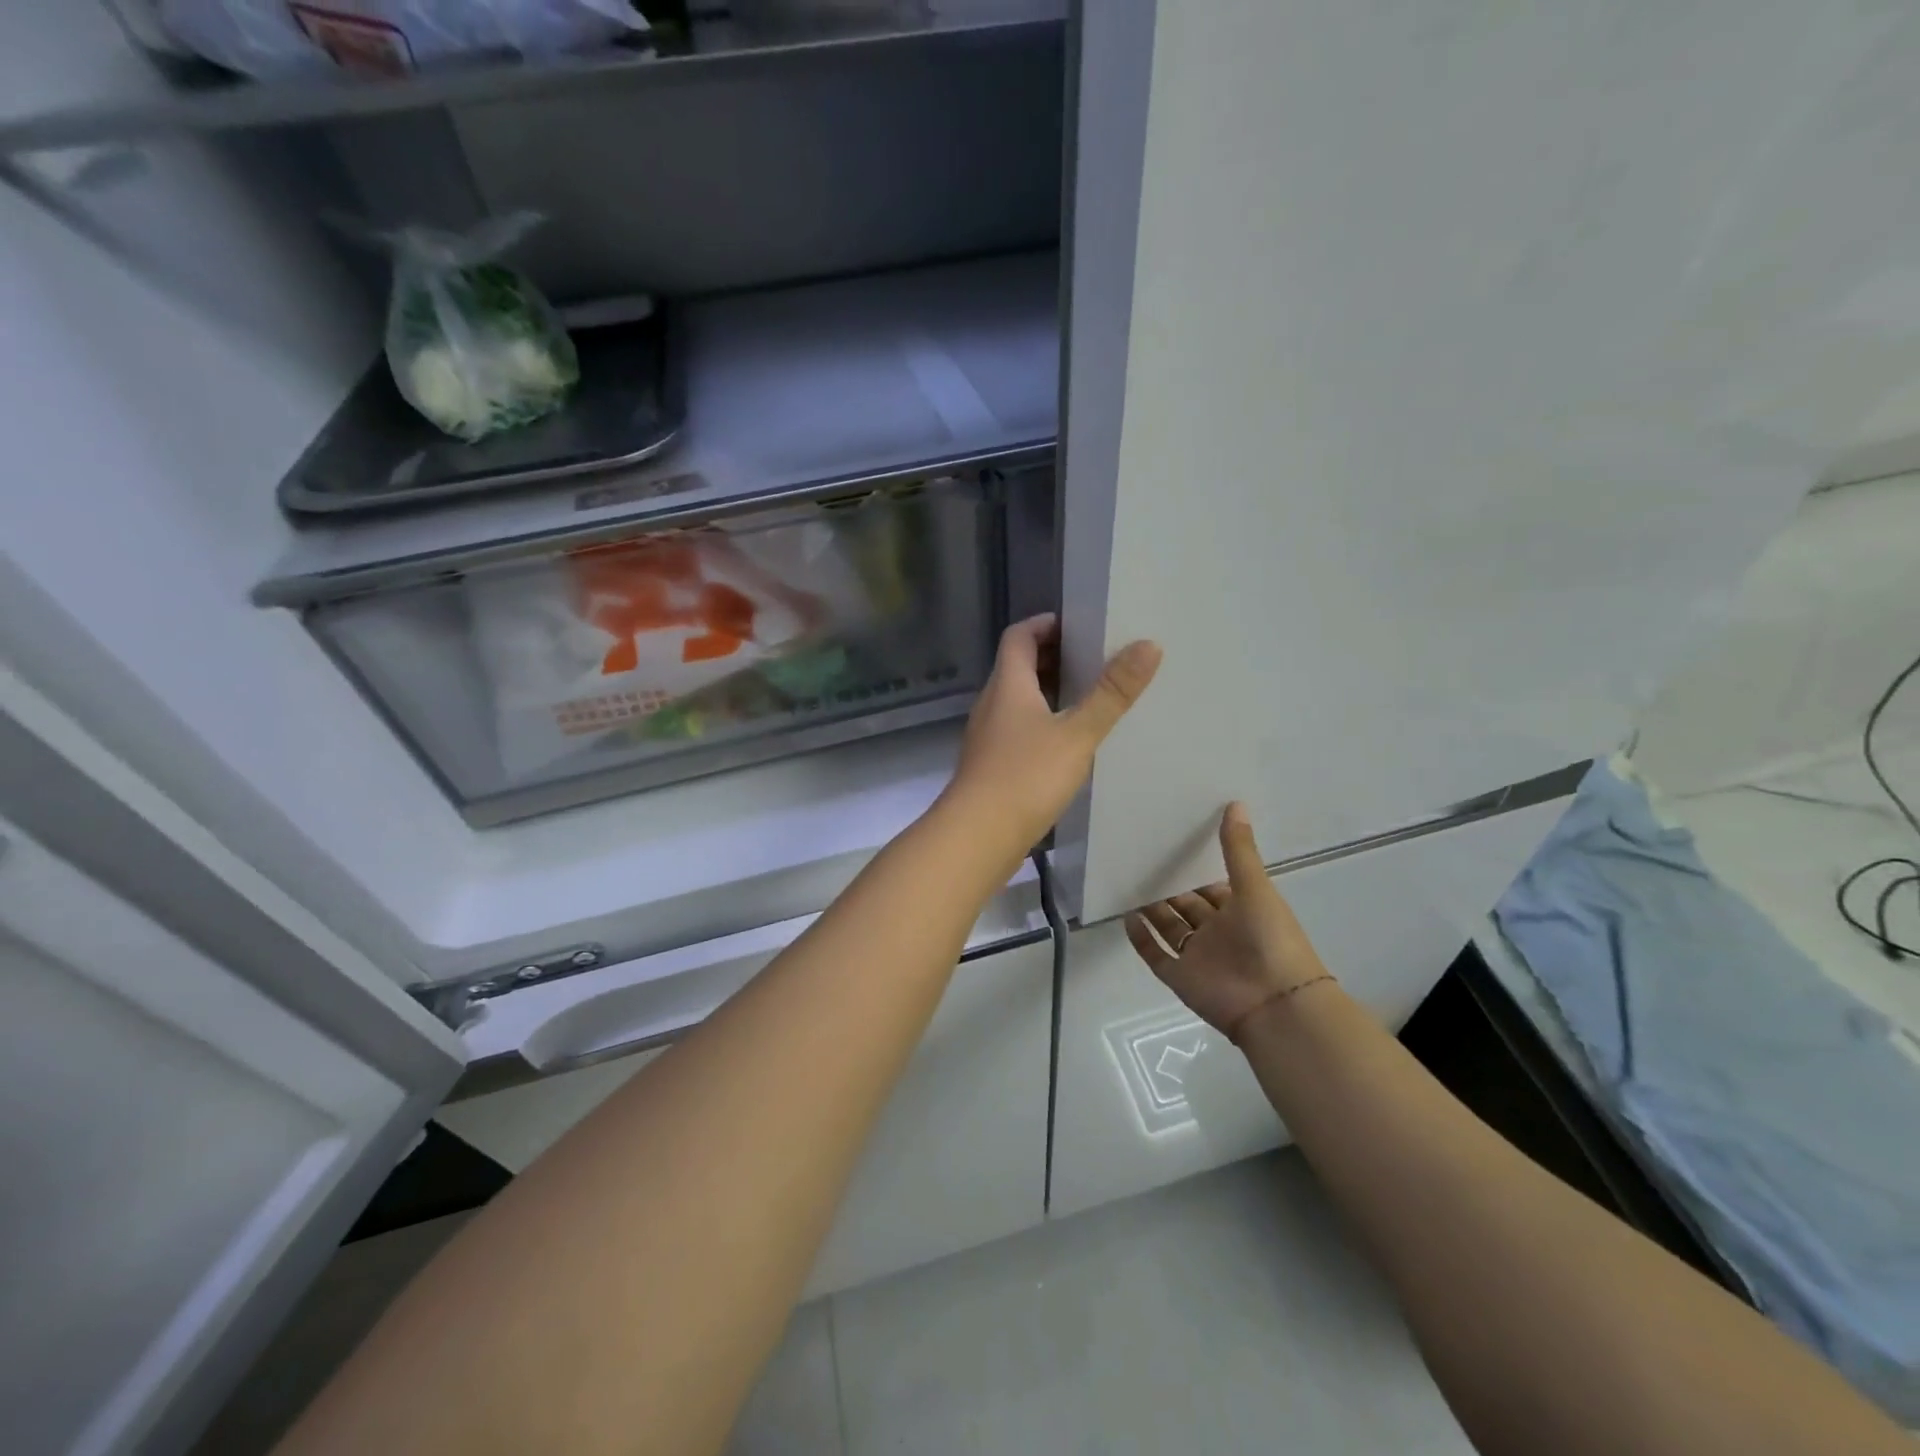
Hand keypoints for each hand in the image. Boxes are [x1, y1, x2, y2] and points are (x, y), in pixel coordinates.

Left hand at [945, 614, 1160, 852]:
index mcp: (1008, 685)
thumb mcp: (1077, 733)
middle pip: (1017, 667)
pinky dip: (1040, 724)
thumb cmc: (1026, 777)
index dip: (1044, 624)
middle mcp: (991, 704)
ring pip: (1016, 701)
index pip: (1019, 636)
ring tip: (1087, 700)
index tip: (1078, 626)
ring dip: (1047, 693)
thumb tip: (1148, 645)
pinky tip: (1066, 745)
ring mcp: (987, 736)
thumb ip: (1111, 693)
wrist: (977, 836)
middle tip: (1092, 661)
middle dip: (1051, 658)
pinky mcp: (989, 765)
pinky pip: (1016, 730)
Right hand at [1125, 804, 1335, 1042]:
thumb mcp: (1255, 887)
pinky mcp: (1181, 978)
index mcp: (1241, 911)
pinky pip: (1156, 955)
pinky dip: (1141, 939)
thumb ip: (1239, 849)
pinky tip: (1126, 917)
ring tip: (1127, 883)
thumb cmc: (1270, 939)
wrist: (1275, 1004)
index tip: (1170, 845)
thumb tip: (1235, 803)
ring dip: (1152, 910)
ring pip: (1169, 929)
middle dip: (1168, 887)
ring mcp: (1198, 957)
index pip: (1213, 887)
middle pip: (1187, 907)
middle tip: (1139, 860)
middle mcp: (1218, 933)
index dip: (1194, 870)